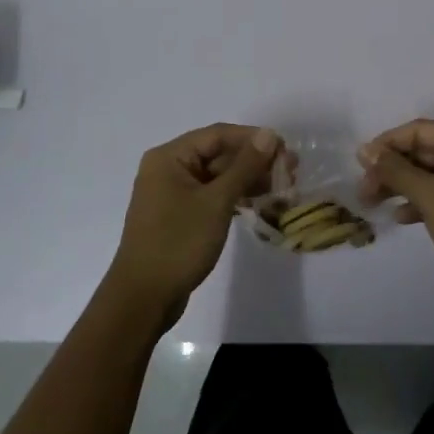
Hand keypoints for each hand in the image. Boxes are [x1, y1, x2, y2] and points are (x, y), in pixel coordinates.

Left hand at [104, 124, 286, 330]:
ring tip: (282, 188)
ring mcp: (172, 193)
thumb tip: (268, 135)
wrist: (143, 299)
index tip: (284, 149)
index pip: (218, 135)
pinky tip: (259, 204)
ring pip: (217, 177)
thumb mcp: (216, 202)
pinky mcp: (178, 216)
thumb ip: (244, 166)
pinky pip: (211, 196)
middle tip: (290, 171)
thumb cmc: (178, 243)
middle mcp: (168, 168)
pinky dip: (234, 197)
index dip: (252, 139)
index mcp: (169, 157)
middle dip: (254, 161)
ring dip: (248, 180)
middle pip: (218, 154)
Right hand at [359, 119, 433, 312]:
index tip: (358, 164)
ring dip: (404, 186)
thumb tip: (365, 150)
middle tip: (364, 192)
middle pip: (425, 150)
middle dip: (393, 169)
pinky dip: (424, 200)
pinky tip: (403, 217)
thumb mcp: (432, 198)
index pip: (419, 130)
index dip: (386, 144)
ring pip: (433, 172)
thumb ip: (397, 171)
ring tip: (374, 204)